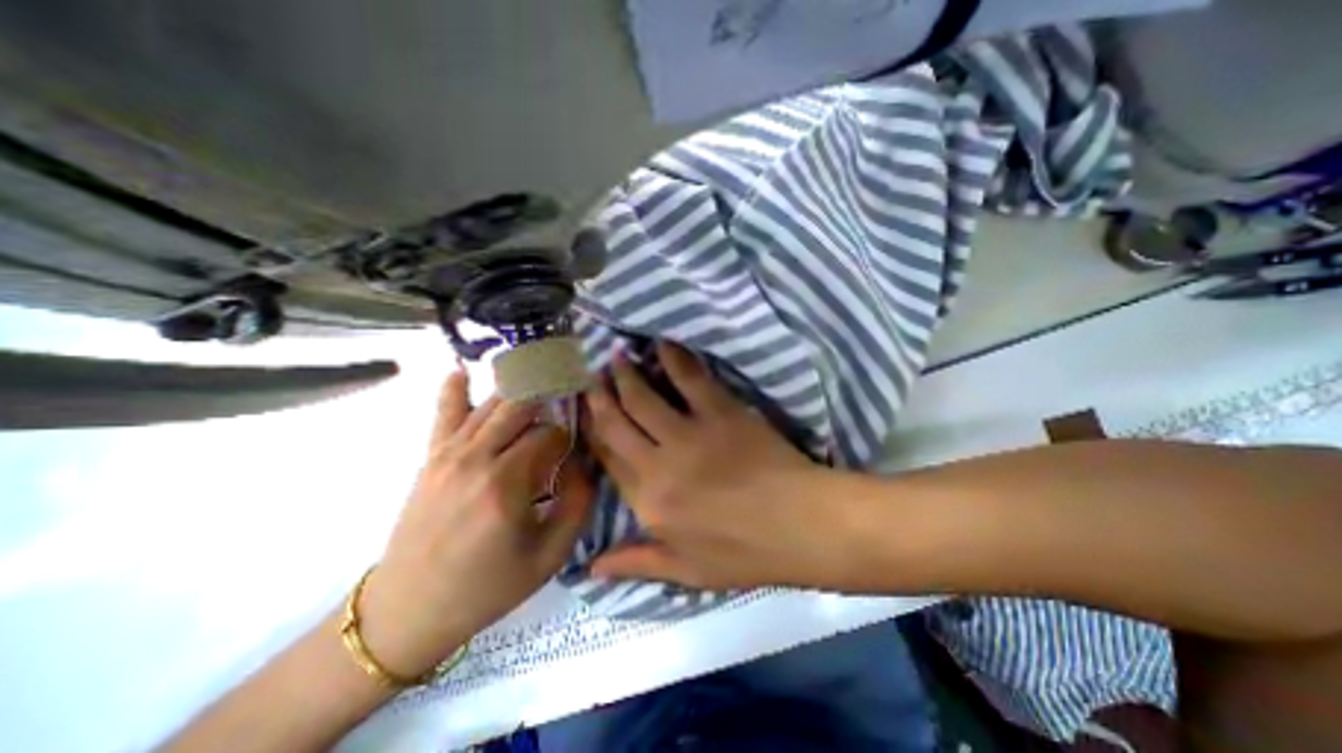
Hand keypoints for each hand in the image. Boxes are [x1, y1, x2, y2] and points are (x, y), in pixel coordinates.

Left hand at [355, 367, 589, 676]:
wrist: (408, 612)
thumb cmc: (488, 587)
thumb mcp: (550, 555)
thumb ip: (578, 503)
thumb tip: (584, 462)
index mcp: (506, 484)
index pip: (549, 435)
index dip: (568, 436)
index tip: (574, 449)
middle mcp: (476, 458)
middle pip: (521, 407)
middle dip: (549, 398)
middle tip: (566, 399)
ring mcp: (449, 454)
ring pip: (491, 404)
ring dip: (519, 392)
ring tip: (540, 382)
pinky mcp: (431, 458)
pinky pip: (445, 413)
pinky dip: (454, 388)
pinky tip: (461, 370)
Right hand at [590, 342, 858, 595]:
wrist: (802, 526)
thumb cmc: (746, 554)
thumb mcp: (688, 572)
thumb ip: (637, 563)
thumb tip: (590, 568)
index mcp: (649, 503)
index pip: (608, 460)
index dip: (594, 433)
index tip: (587, 413)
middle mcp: (659, 465)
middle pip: (618, 424)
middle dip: (601, 398)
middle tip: (593, 376)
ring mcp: (689, 434)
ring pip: (644, 397)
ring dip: (628, 375)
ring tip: (618, 357)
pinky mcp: (721, 412)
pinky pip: (689, 379)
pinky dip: (673, 358)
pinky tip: (662, 344)